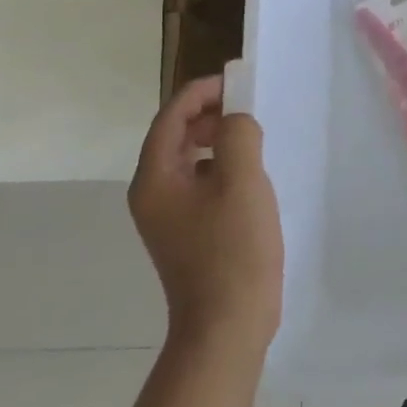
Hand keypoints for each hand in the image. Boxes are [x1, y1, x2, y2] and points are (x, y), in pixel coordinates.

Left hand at [128, 75, 282, 361]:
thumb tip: (236, 121)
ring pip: (189, 160)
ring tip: (253, 138)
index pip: (171, 117)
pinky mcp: (189, 232)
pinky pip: (201, 183)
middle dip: (210, 114)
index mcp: (154, 179)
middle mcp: (152, 194)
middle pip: (175, 136)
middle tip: (249, 107)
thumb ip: (238, 135)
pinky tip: (250, 176)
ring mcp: (169, 217)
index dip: (201, 92)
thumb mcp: (242, 182)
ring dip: (218, 139)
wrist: (227, 325)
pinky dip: (222, 167)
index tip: (238, 82)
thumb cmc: (233, 250)